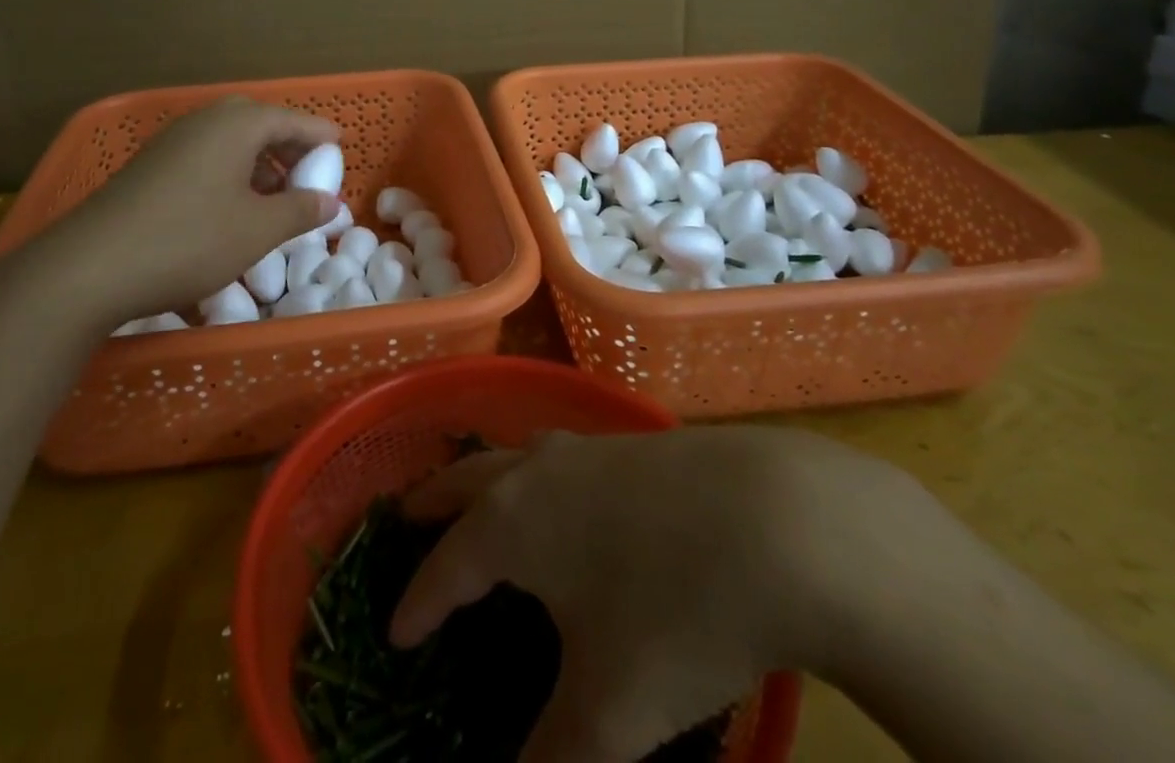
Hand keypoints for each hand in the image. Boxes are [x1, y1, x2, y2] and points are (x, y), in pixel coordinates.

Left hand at [7, 97, 340, 331]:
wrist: (89, 267)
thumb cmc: (189, 240)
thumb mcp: (257, 230)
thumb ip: (301, 210)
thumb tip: (332, 202)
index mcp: (237, 125)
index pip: (292, 119)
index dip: (320, 135)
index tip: (341, 147)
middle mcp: (205, 121)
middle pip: (259, 123)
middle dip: (287, 145)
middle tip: (307, 172)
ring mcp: (172, 142)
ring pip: (229, 140)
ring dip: (258, 161)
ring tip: (274, 195)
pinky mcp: (150, 166)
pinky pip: (205, 156)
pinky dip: (229, 172)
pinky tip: (231, 207)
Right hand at [390, 426, 930, 762]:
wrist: (780, 522)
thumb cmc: (675, 614)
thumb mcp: (609, 714)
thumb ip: (551, 760)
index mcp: (511, 522)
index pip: (444, 565)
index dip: (416, 604)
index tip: (394, 633)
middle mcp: (538, 471)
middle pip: (467, 479)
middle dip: (433, 502)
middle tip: (407, 517)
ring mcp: (589, 447)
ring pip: (517, 456)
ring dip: (488, 479)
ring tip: (483, 502)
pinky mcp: (635, 443)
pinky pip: (564, 456)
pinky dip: (541, 476)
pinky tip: (570, 500)